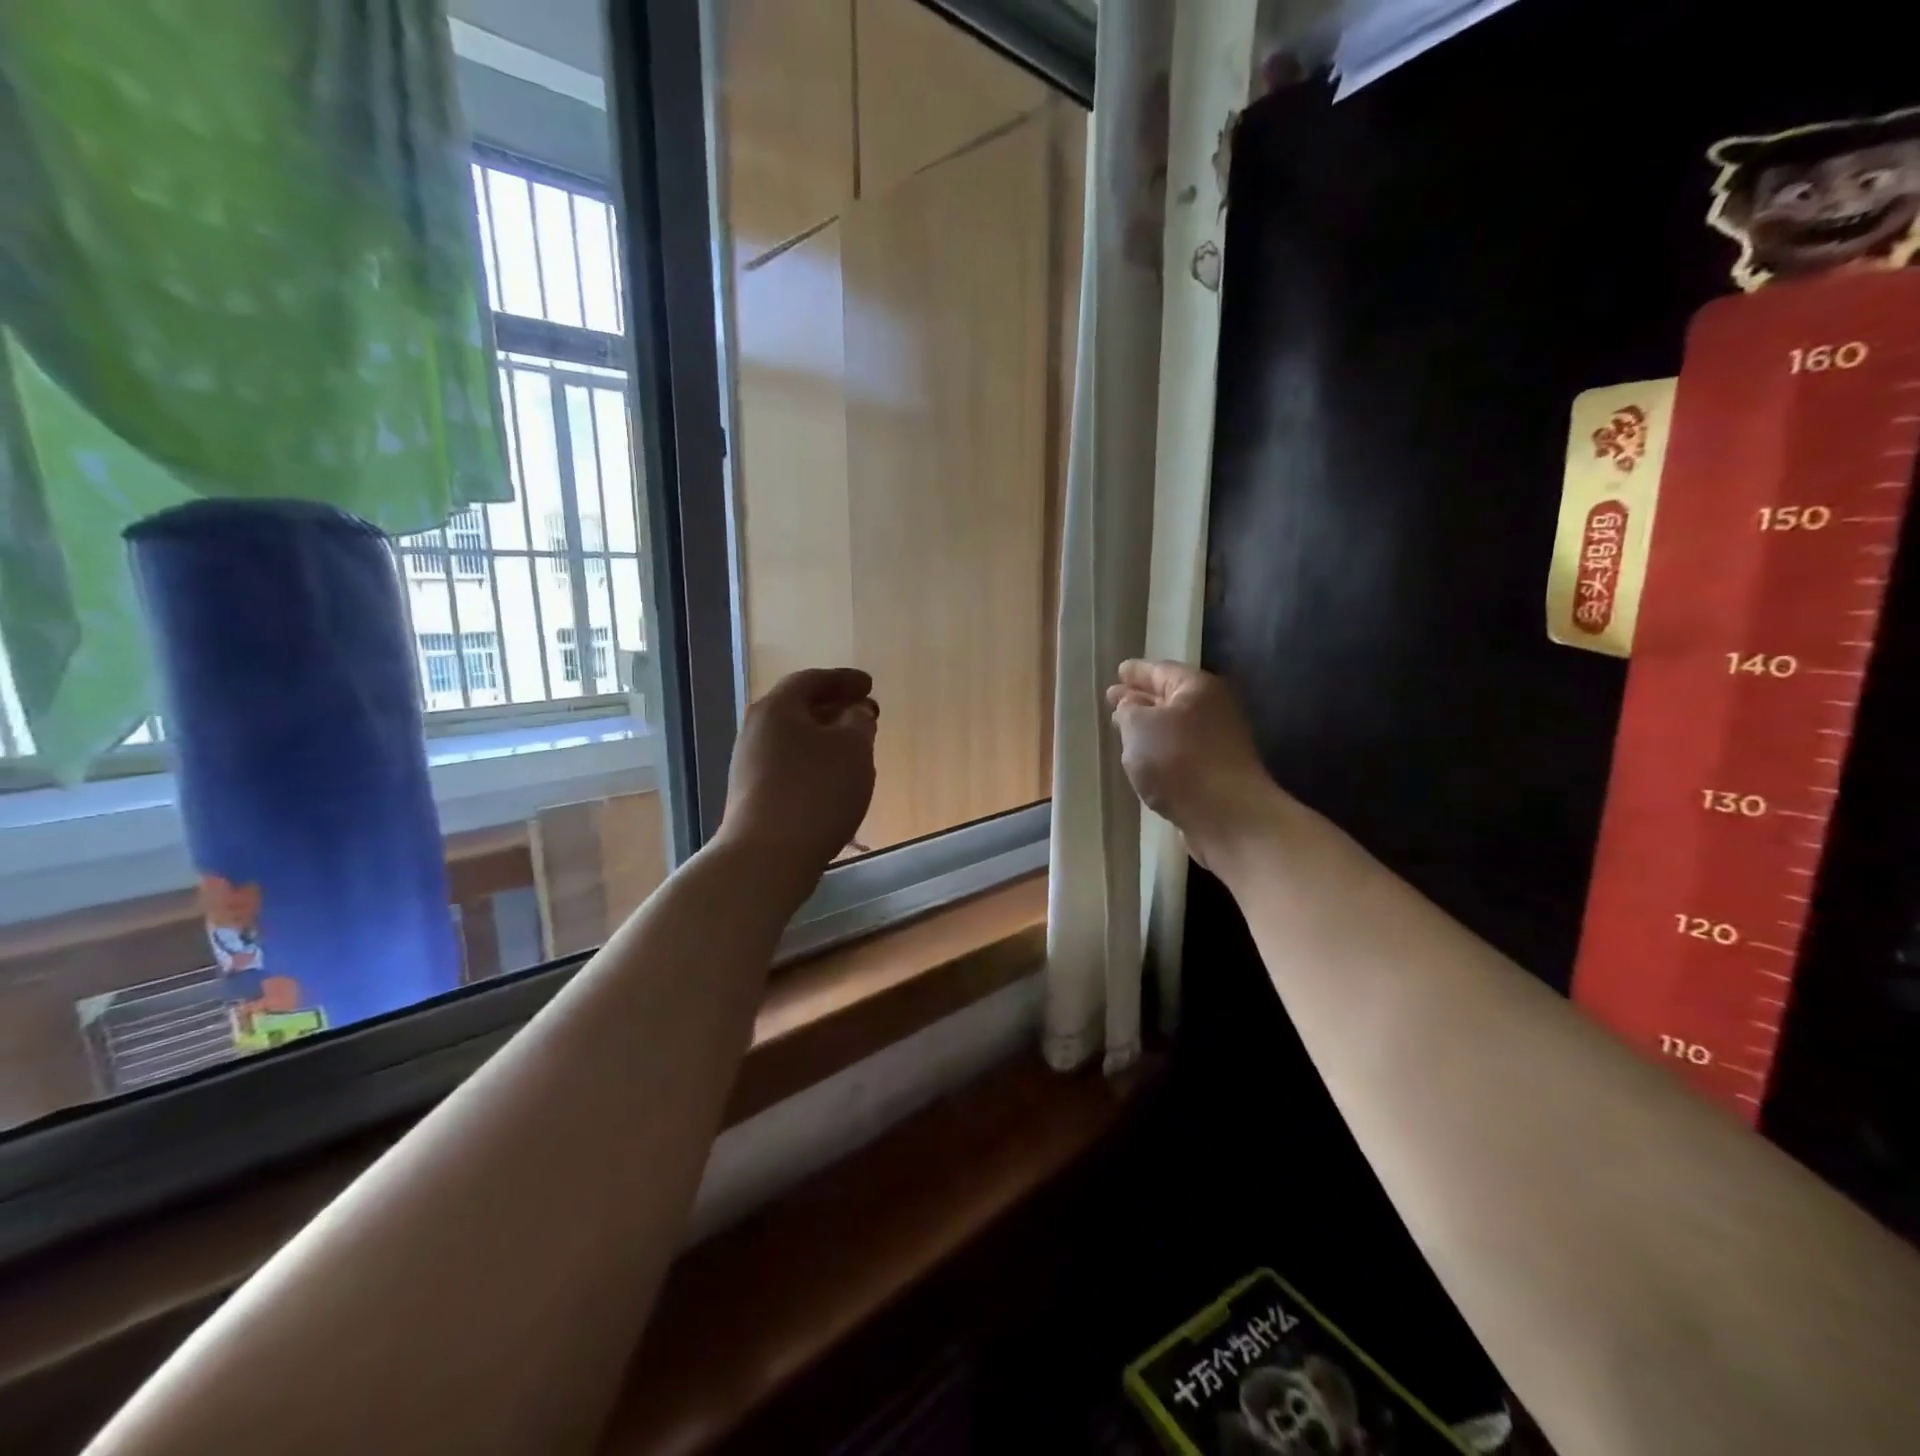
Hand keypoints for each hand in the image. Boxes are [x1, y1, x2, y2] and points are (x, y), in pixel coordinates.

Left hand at [720, 667, 877, 871]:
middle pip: (798, 708)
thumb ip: (859, 722)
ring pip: (793, 738)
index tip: (869, 685)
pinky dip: (813, 761)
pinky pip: (788, 764)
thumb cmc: (816, 792)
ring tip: (854, 747)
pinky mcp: (752, 794)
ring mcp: (750, 764)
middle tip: (865, 713)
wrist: (767, 856)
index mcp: (778, 707)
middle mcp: (756, 729)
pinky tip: (832, 778)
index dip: (844, 679)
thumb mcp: (853, 749)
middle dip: (834, 708)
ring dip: (824, 737)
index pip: (812, 680)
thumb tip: (855, 712)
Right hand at [1106, 659, 1279, 867]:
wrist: (1228, 816)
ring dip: (1150, 727)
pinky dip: (1160, 750)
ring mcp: (1218, 741)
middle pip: (1170, 697)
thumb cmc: (1179, 761)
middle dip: (1141, 698)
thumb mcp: (1139, 726)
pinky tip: (1144, 759)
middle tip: (1113, 699)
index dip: (1136, 671)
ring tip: (1123, 729)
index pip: (1160, 670)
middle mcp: (1213, 708)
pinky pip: (1180, 750)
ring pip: (1175, 725)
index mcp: (1197, 687)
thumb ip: (1128, 710)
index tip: (1118, 670)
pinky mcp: (1216, 771)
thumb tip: (1130, 705)